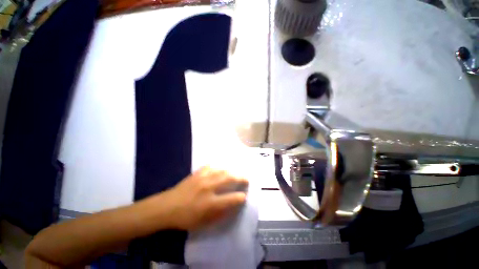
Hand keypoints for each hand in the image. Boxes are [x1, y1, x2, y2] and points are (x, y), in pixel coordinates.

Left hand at [164, 167, 248, 230]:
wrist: (167, 207)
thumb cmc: (186, 218)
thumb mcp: (204, 223)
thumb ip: (220, 214)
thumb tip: (232, 205)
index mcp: (210, 203)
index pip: (232, 198)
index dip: (240, 197)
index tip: (244, 196)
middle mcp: (209, 187)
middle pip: (229, 178)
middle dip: (241, 178)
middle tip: (246, 178)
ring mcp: (203, 178)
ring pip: (222, 170)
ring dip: (232, 170)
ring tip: (237, 172)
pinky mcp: (197, 173)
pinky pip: (211, 166)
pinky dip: (218, 166)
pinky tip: (221, 167)